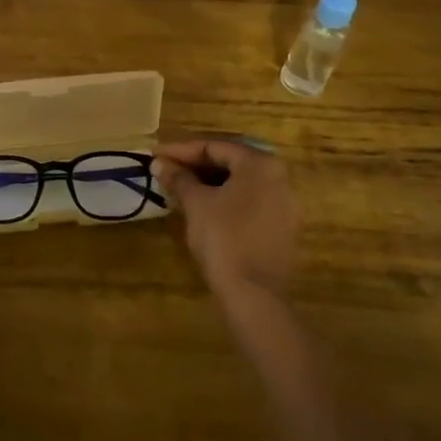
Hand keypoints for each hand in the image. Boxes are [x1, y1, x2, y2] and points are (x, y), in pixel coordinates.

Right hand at [153, 138, 299, 302]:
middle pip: (230, 162)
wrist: (254, 294)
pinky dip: (225, 200)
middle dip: (195, 165)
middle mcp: (279, 178)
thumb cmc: (223, 238)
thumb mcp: (196, 203)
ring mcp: (285, 205)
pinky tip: (202, 208)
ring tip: (179, 188)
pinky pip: (249, 202)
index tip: (156, 155)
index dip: (181, 150)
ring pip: (240, 184)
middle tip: (166, 170)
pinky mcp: (283, 228)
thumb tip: (160, 163)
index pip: (215, 146)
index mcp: (260, 164)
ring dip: (209, 182)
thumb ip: (179, 178)